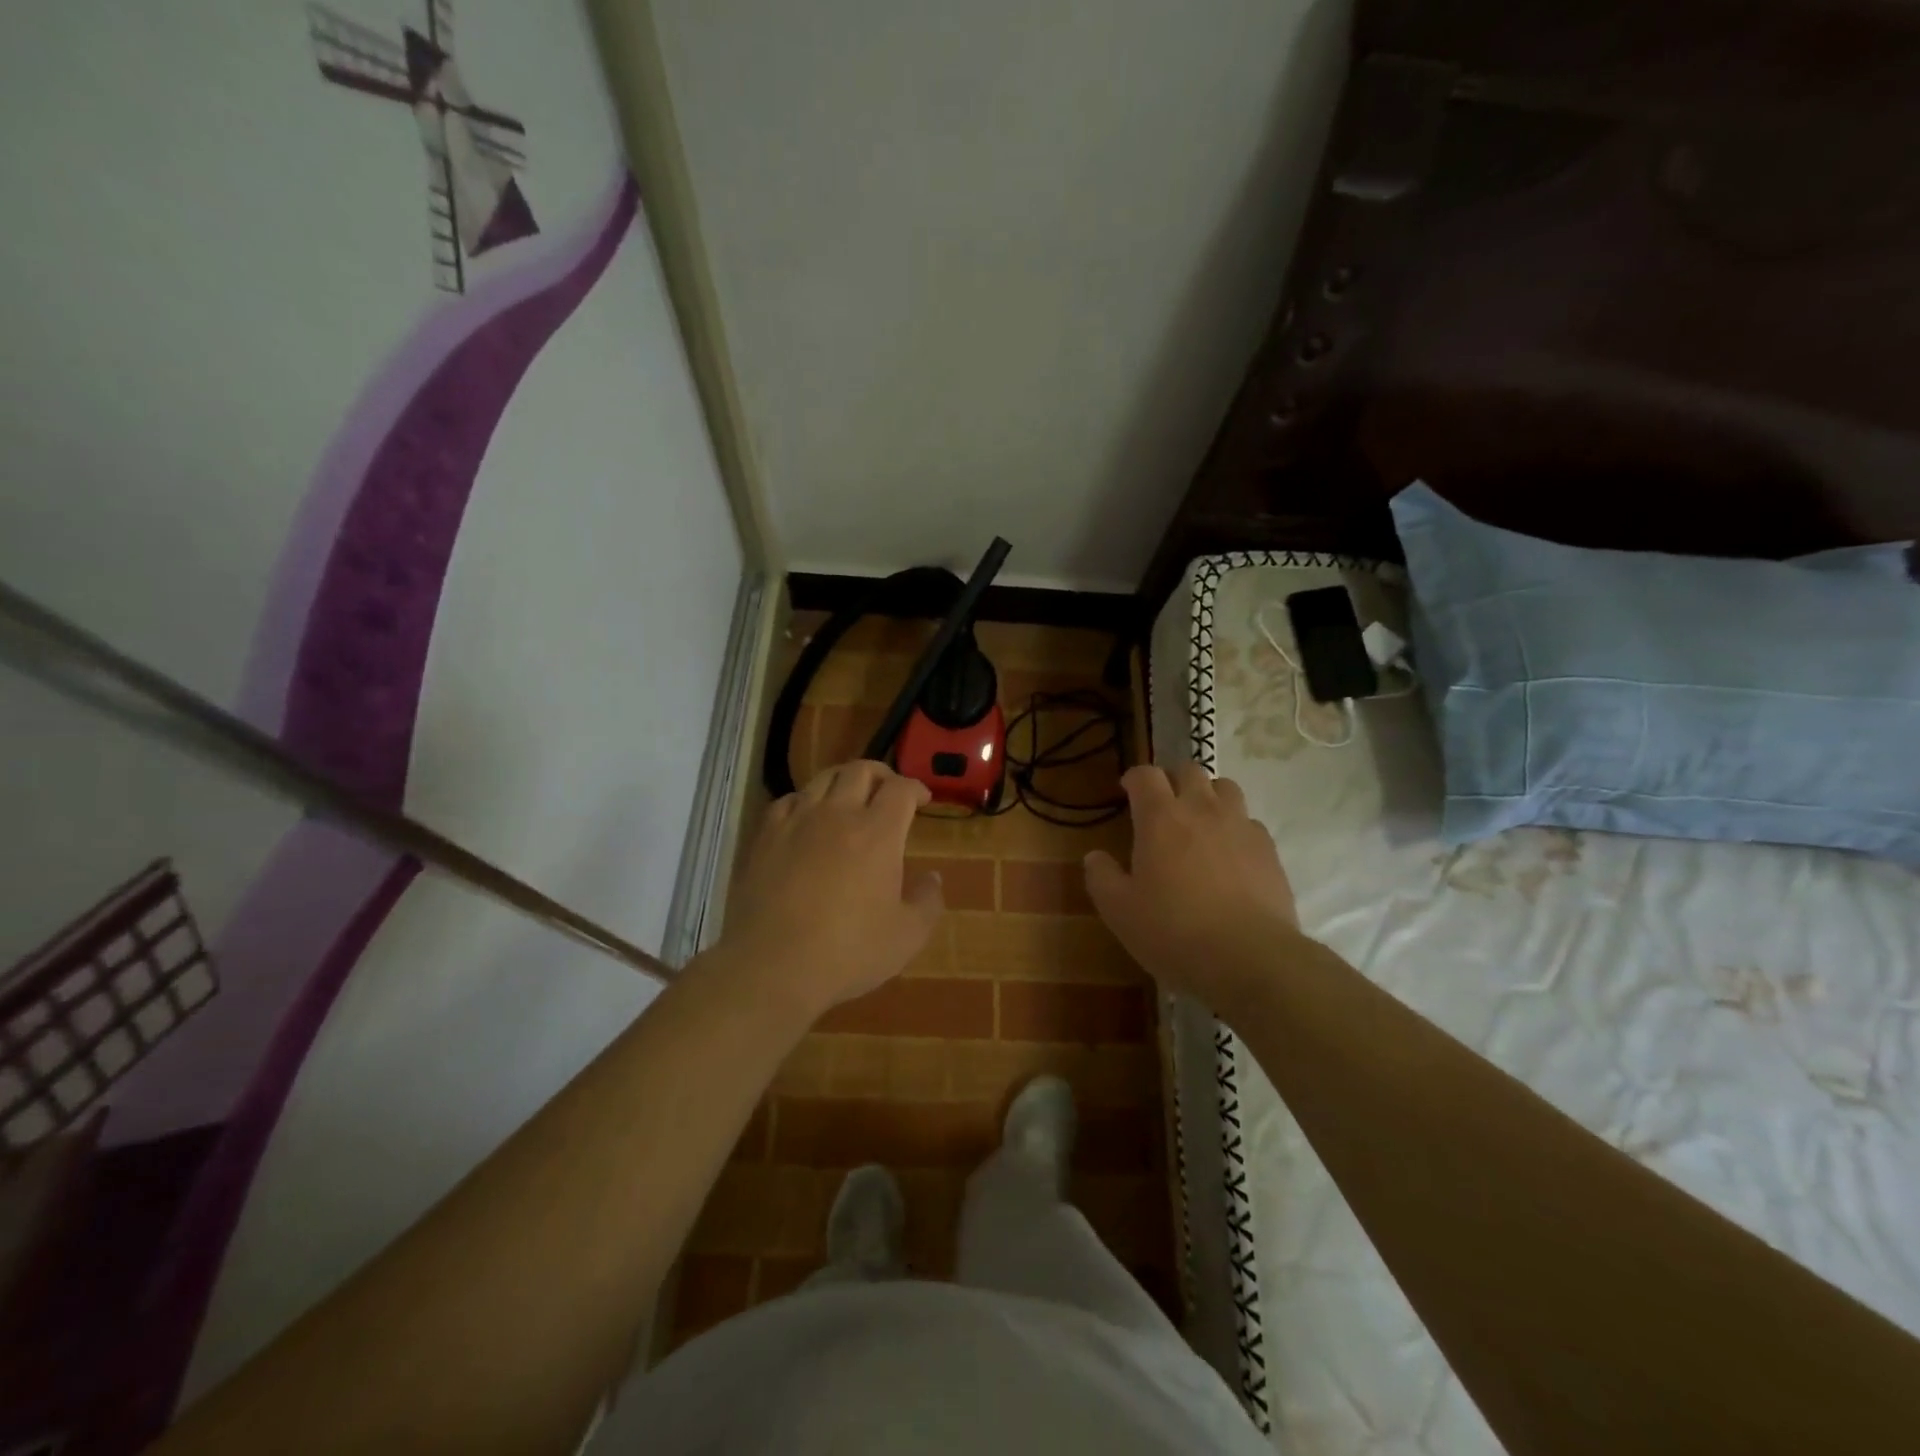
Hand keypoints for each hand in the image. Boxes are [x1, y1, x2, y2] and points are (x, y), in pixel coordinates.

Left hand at [717, 761, 944, 1019]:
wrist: (772, 966)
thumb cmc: (848, 952)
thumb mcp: (906, 937)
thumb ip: (927, 901)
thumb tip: (932, 877)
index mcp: (877, 833)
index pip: (901, 789)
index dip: (916, 787)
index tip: (923, 799)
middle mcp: (837, 814)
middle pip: (860, 770)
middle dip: (882, 774)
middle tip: (889, 790)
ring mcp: (797, 822)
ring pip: (822, 778)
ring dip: (844, 780)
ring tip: (850, 796)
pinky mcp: (765, 837)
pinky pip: (788, 800)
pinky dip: (806, 800)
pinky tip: (807, 816)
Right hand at [1084, 763, 1298, 1008]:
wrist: (1249, 958)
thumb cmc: (1173, 931)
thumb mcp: (1119, 911)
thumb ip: (1101, 877)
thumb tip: (1095, 857)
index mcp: (1160, 818)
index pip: (1146, 775)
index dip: (1134, 778)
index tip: (1127, 791)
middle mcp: (1202, 809)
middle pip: (1189, 771)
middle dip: (1172, 781)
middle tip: (1162, 806)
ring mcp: (1240, 826)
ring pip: (1226, 788)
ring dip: (1208, 796)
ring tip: (1199, 822)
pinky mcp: (1269, 849)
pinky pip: (1249, 822)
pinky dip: (1235, 827)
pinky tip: (1229, 854)